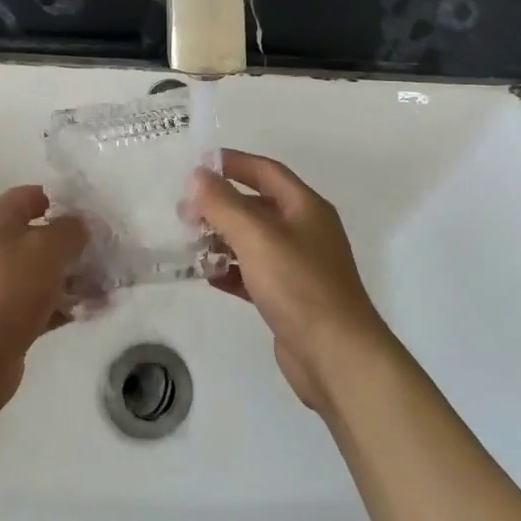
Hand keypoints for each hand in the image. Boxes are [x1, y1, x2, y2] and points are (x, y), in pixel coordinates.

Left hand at [0, 185, 87, 415]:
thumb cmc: (8, 288)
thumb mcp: (48, 248)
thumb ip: (71, 230)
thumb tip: (80, 226)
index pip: (29, 196)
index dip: (61, 199)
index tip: (92, 214)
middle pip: (38, 237)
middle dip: (73, 245)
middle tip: (106, 254)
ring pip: (42, 274)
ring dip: (73, 278)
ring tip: (106, 287)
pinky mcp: (3, 321)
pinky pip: (40, 305)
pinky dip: (63, 306)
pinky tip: (90, 311)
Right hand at [187, 150, 390, 412]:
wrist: (336, 356)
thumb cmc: (299, 286)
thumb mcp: (257, 238)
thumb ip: (223, 204)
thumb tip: (196, 175)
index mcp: (305, 207)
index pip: (266, 171)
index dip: (233, 163)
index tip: (198, 165)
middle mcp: (305, 231)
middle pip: (257, 206)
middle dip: (221, 205)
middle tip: (184, 211)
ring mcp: (298, 266)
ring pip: (253, 241)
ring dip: (222, 238)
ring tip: (189, 242)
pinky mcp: (289, 298)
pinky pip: (254, 273)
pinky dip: (232, 271)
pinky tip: (208, 276)